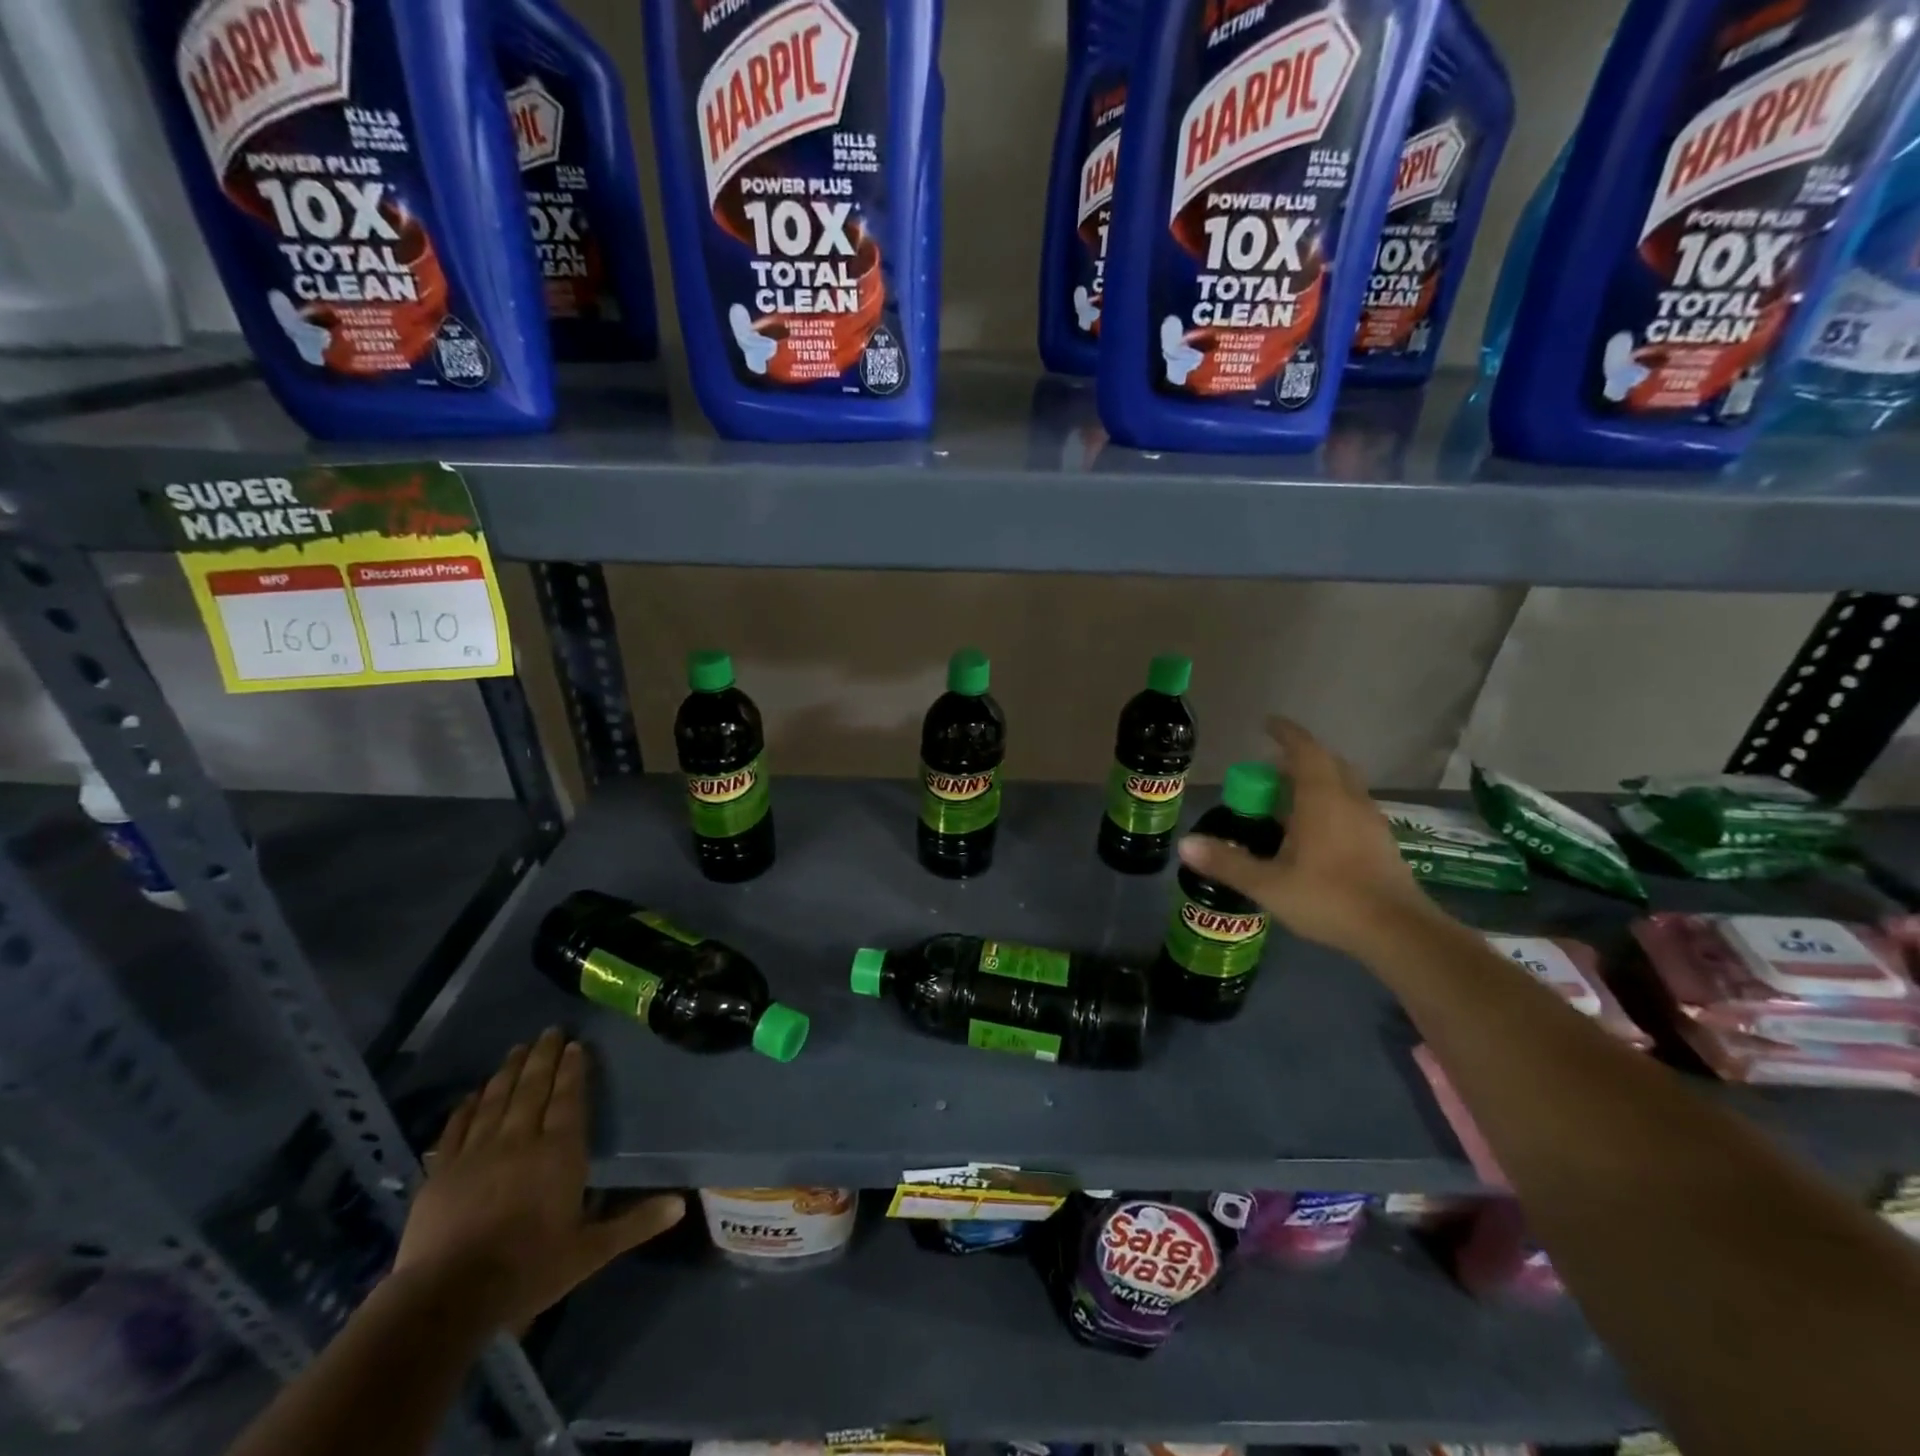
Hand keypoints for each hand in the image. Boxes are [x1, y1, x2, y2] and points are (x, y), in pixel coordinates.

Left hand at [393, 1029, 682, 1332]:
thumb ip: (635, 1223)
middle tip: (549, 1030)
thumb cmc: (527, 1270)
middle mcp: (520, 1141)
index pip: (569, 1099)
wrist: (445, 1300)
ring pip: (497, 1100)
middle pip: (533, 1089)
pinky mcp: (441, 1173)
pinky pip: (456, 1128)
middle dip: (543, 1057)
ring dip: (509, 1072)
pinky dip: (467, 1107)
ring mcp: (476, 1154)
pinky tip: (472, 1093)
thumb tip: (682, 1205)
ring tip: (518, 1048)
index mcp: (559, 1153)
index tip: (576, 1045)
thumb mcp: (589, 1252)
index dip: (574, 1070)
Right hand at [1177, 717, 1436, 958]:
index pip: (1304, 750)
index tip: (1267, 724)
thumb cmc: (1329, 898)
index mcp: (1321, 799)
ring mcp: (1370, 820)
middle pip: (1327, 763)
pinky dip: (1331, 804)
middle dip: (1299, 758)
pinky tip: (1316, 834)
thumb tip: (1185, 844)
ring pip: (1343, 785)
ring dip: (1317, 781)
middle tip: (1270, 771)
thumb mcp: (1268, 884)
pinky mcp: (1382, 841)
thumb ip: (1227, 862)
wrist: (1398, 932)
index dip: (1285, 733)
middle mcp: (1349, 800)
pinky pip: (1351, 807)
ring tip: (1289, 801)